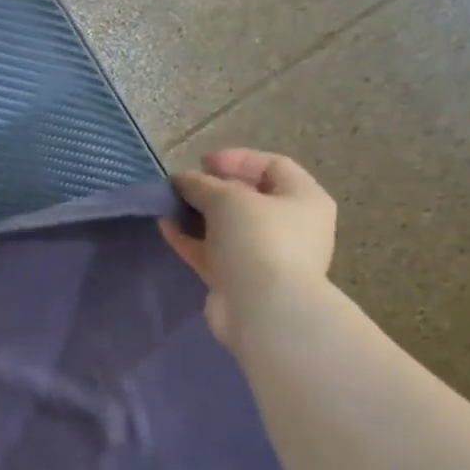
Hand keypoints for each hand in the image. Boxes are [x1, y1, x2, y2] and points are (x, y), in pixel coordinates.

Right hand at [160, 148, 337, 348]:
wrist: (263, 309)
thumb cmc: (258, 240)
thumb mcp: (227, 199)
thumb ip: (201, 184)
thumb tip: (181, 180)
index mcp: (303, 199)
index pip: (273, 166)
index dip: (237, 159)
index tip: (202, 162)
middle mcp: (289, 226)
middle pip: (248, 198)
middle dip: (212, 189)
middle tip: (182, 185)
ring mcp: (264, 255)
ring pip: (226, 227)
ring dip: (197, 214)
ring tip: (168, 205)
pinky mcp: (239, 279)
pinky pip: (212, 252)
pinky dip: (191, 239)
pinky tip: (165, 227)